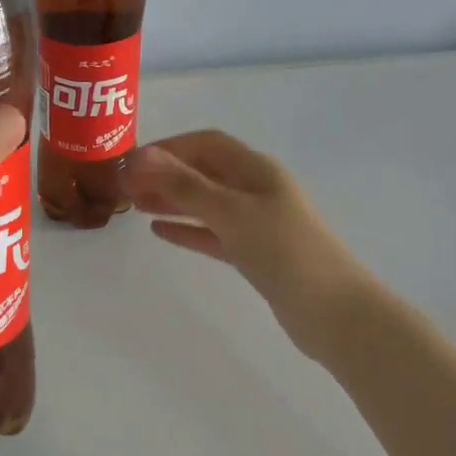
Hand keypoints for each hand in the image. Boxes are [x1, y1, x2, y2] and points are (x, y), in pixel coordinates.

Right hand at [128, 130, 371, 361]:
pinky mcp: (253, 253)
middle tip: (124, 186)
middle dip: (164, 174)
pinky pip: (212, 233)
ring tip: (135, 204)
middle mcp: (255, 189)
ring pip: (204, 202)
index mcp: (256, 170)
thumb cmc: (283, 251)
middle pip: (203, 171)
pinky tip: (159, 231)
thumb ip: (184, 185)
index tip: (130, 162)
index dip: (167, 147)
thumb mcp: (230, 212)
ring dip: (171, 200)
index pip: (205, 144)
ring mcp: (255, 222)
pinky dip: (186, 229)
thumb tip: (140, 156)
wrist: (331, 311)